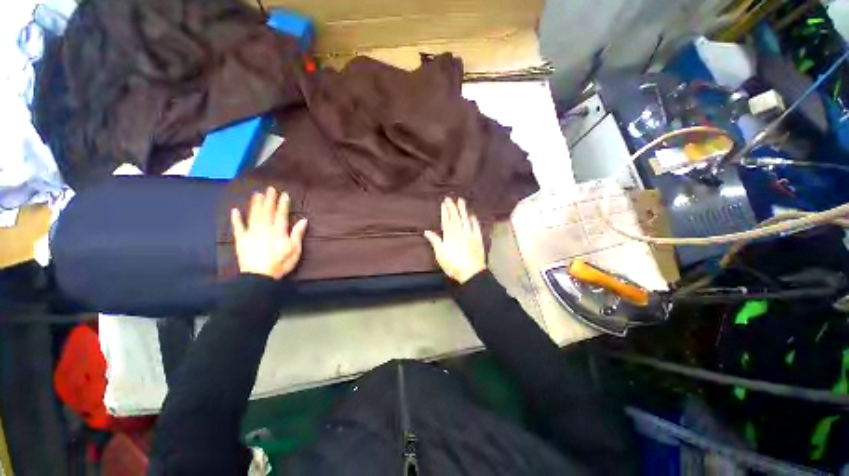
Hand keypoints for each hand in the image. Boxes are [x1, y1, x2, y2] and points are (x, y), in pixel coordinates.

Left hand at [231, 187, 307, 279]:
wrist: (258, 276)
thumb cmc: (280, 263)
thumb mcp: (294, 250)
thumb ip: (297, 234)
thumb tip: (303, 220)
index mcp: (278, 231)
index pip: (281, 214)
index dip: (283, 204)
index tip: (284, 194)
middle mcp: (264, 228)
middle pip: (267, 211)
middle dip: (269, 199)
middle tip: (270, 188)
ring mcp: (251, 233)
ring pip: (253, 215)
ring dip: (255, 204)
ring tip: (256, 194)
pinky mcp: (241, 239)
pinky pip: (238, 227)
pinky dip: (236, 218)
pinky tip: (235, 210)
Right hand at [424, 198, 486, 283]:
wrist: (471, 273)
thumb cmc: (453, 265)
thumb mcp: (440, 254)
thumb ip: (435, 241)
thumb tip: (427, 231)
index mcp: (450, 236)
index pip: (446, 220)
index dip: (445, 212)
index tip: (444, 204)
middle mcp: (460, 232)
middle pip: (456, 217)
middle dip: (452, 208)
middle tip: (450, 199)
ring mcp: (470, 235)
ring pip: (465, 219)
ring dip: (463, 210)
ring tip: (461, 201)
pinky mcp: (478, 239)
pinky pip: (476, 227)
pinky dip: (474, 221)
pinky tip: (472, 215)